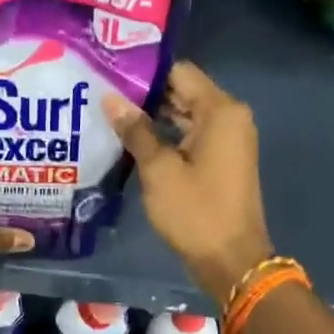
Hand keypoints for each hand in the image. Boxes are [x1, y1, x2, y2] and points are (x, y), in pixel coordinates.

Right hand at [104, 62, 273, 302]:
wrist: (231, 261)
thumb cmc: (195, 211)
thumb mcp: (159, 169)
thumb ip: (135, 130)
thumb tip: (109, 98)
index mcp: (221, 111)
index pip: (179, 72)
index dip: (144, 72)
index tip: (110, 72)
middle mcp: (229, 117)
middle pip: (183, 91)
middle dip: (145, 94)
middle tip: (102, 92)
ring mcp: (228, 139)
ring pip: (185, 114)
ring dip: (153, 116)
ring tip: (110, 113)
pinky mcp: (221, 160)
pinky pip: (191, 135)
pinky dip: (166, 135)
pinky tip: (132, 139)